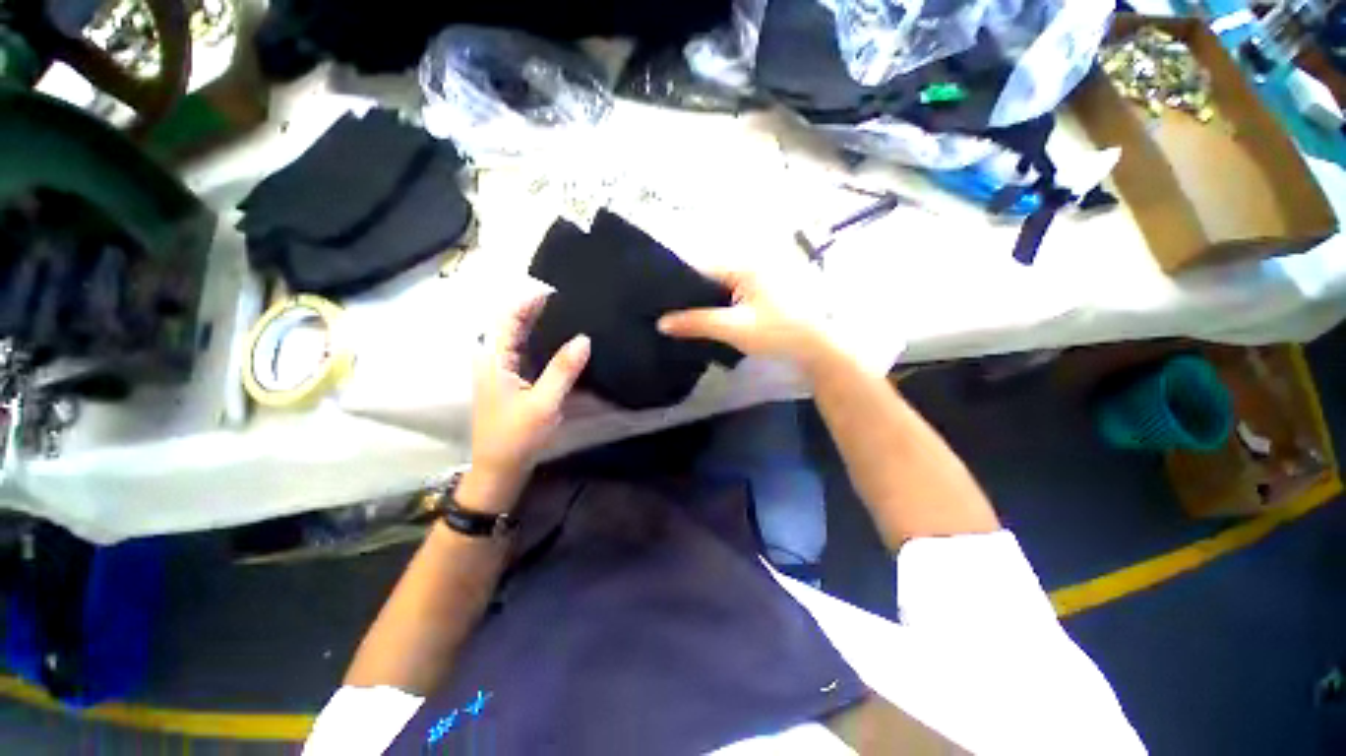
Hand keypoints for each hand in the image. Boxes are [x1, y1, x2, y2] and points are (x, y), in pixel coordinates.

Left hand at [463, 293, 589, 512]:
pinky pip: (525, 350)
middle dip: (537, 308)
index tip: (558, 290)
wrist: (500, 468)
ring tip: (570, 315)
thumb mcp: (544, 403)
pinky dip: (541, 340)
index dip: (529, 300)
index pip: (508, 316)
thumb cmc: (517, 436)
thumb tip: (584, 337)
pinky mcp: (511, 380)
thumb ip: (563, 369)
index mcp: (495, 358)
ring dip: (540, 323)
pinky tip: (561, 342)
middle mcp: (494, 358)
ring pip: (519, 336)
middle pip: (512, 323)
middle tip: (570, 301)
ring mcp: (501, 369)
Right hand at [657, 264, 833, 367]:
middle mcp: (752, 259)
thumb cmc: (779, 332)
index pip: (699, 265)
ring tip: (683, 314)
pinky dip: (721, 300)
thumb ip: (696, 323)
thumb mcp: (734, 329)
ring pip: (722, 281)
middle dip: (690, 291)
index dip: (676, 282)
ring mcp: (761, 272)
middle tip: (668, 310)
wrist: (822, 345)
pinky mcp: (767, 286)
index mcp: (743, 262)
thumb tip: (661, 323)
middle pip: (710, 272)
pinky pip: (734, 288)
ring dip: (705, 297)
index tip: (658, 299)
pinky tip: (710, 314)